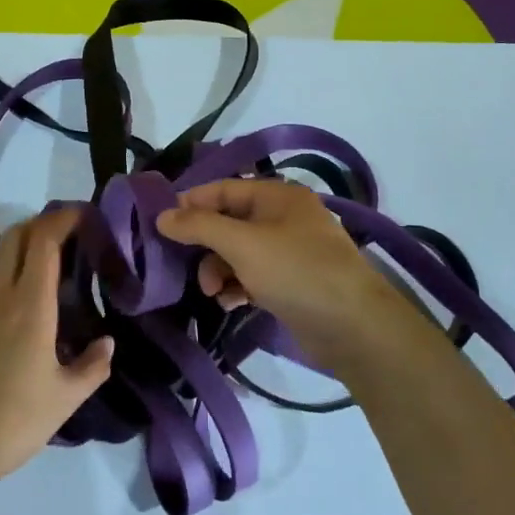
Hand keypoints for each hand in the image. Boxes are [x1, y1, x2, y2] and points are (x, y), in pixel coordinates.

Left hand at [0, 207, 113, 498]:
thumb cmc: (13, 421)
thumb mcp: (66, 399)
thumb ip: (93, 366)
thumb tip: (107, 342)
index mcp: (30, 305)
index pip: (44, 241)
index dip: (62, 219)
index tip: (81, 215)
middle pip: (15, 236)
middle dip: (40, 225)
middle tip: (63, 236)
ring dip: (13, 245)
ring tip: (32, 261)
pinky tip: (1, 294)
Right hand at [156, 179, 420, 376]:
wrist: (354, 326)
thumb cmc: (296, 272)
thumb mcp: (243, 244)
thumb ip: (200, 226)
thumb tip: (162, 215)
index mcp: (277, 195)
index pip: (223, 188)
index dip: (191, 203)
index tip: (160, 224)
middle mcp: (284, 217)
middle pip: (230, 221)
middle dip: (206, 245)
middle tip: (186, 268)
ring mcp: (290, 250)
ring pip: (239, 252)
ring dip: (219, 270)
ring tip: (214, 294)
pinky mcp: (293, 282)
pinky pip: (254, 275)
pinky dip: (239, 286)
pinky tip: (232, 303)